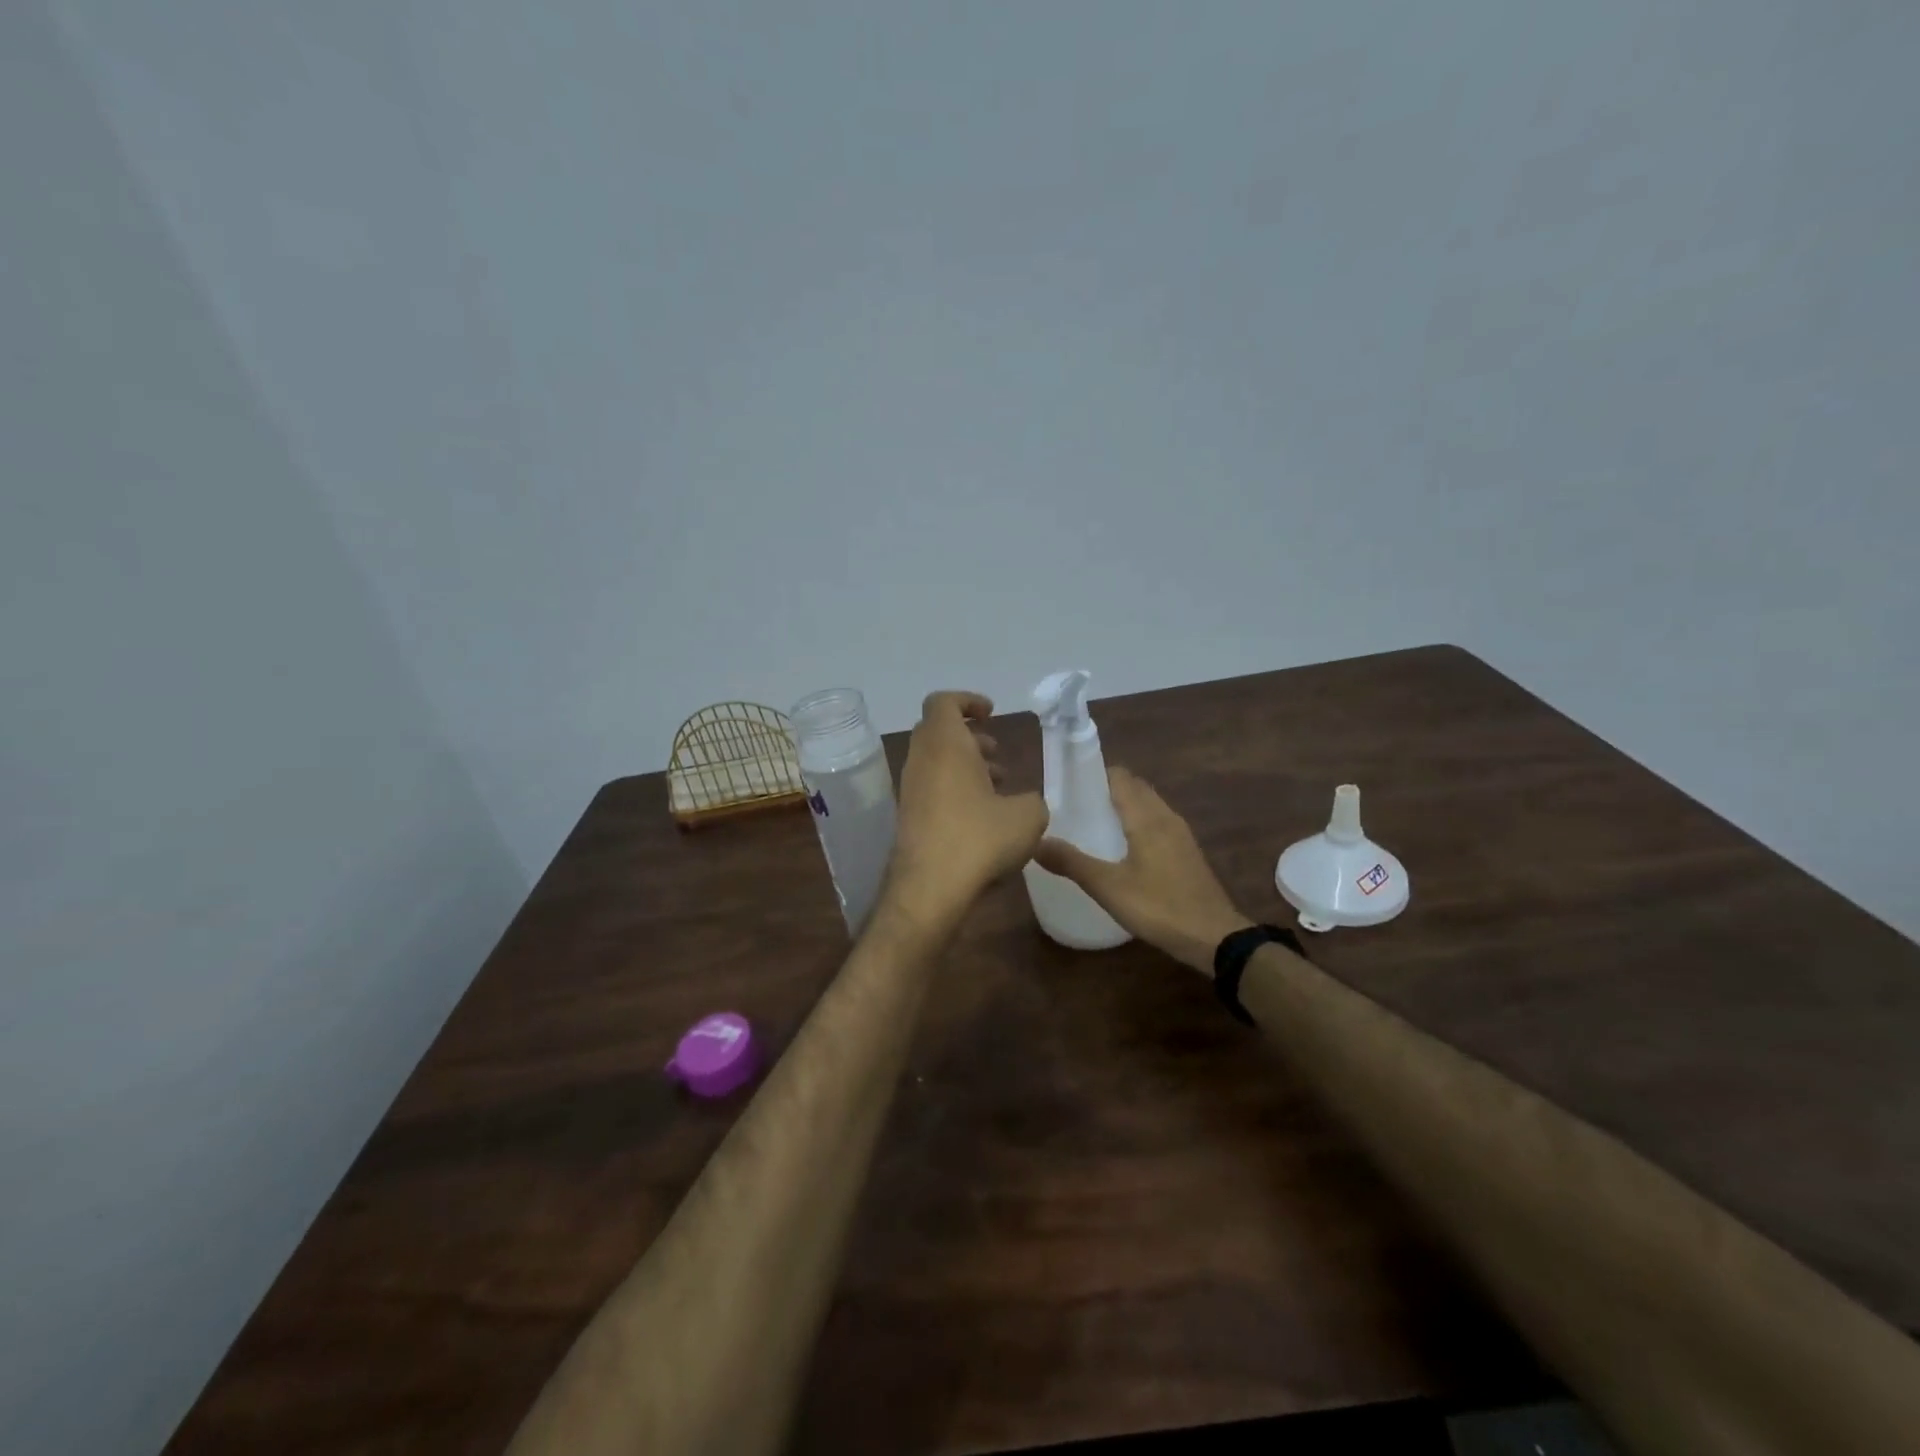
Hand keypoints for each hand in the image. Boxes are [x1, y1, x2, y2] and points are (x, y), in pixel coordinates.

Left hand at [888, 691, 1047, 920]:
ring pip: (936, 763)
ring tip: (999, 788)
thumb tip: (1025, 803)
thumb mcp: (1027, 816)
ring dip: (966, 767)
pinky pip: (933, 789)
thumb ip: (1032, 800)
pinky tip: (983, 818)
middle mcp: (921, 760)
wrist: (929, 889)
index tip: (991, 714)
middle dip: (971, 738)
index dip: (968, 701)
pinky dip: (956, 791)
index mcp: (945, 743)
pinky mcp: (908, 817)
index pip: (944, 702)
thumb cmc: (979, 838)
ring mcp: (910, 789)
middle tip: (998, 755)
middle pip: (940, 732)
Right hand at [1034, 767, 1251, 974]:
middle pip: (1135, 788)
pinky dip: (1138, 825)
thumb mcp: (1108, 887)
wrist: (1214, 937)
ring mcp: (1181, 834)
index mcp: (1146, 817)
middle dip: (1107, 791)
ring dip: (1124, 808)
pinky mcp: (1187, 852)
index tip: (1069, 786)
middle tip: (1076, 808)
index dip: (1095, 775)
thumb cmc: (1159, 906)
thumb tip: (1036, 842)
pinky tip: (1123, 850)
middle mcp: (1166, 816)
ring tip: (1094, 826)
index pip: (1120, 777)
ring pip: (1149, 806)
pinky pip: (1158, 824)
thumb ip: (1072, 862)